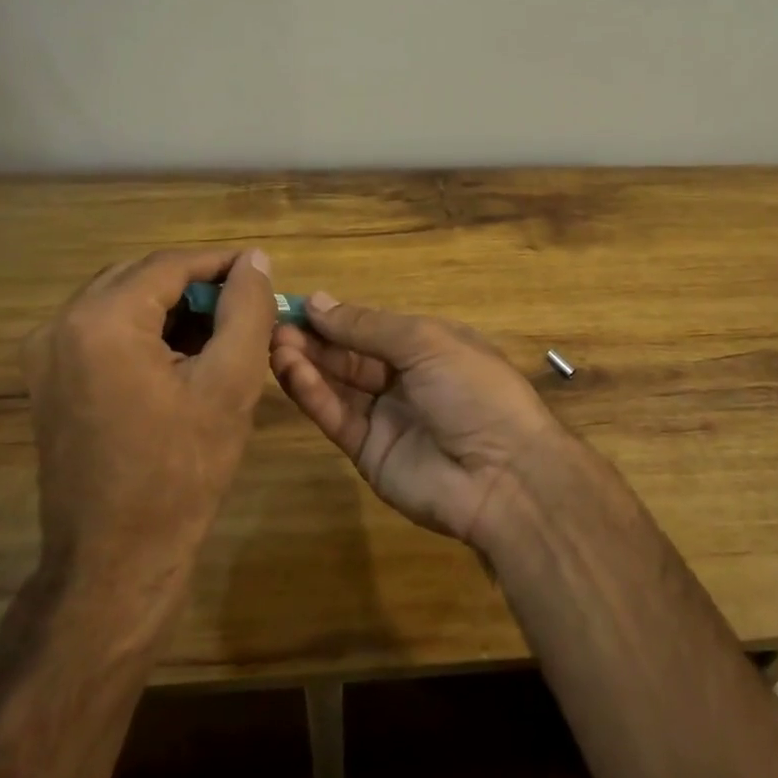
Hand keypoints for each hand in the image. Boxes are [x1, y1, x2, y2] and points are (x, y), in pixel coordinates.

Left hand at [23, 248, 275, 579]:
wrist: (116, 560)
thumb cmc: (181, 471)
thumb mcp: (230, 382)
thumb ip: (247, 309)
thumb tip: (255, 260)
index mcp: (100, 321)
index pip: (170, 264)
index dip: (222, 263)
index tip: (263, 272)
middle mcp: (59, 325)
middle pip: (141, 277)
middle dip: (197, 283)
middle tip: (245, 303)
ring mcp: (44, 355)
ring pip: (121, 301)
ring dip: (171, 306)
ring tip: (221, 329)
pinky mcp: (47, 381)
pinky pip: (102, 331)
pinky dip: (145, 331)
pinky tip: (183, 354)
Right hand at [270, 295, 565, 550]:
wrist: (503, 476)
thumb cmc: (473, 390)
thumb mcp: (426, 342)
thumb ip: (368, 325)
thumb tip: (318, 301)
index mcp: (429, 346)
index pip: (373, 326)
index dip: (337, 317)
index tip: (296, 305)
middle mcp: (405, 378)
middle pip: (351, 355)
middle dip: (316, 339)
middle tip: (274, 325)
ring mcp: (387, 417)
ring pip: (338, 384)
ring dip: (307, 363)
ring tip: (274, 344)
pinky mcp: (368, 452)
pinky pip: (337, 416)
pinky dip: (313, 394)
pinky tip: (290, 371)